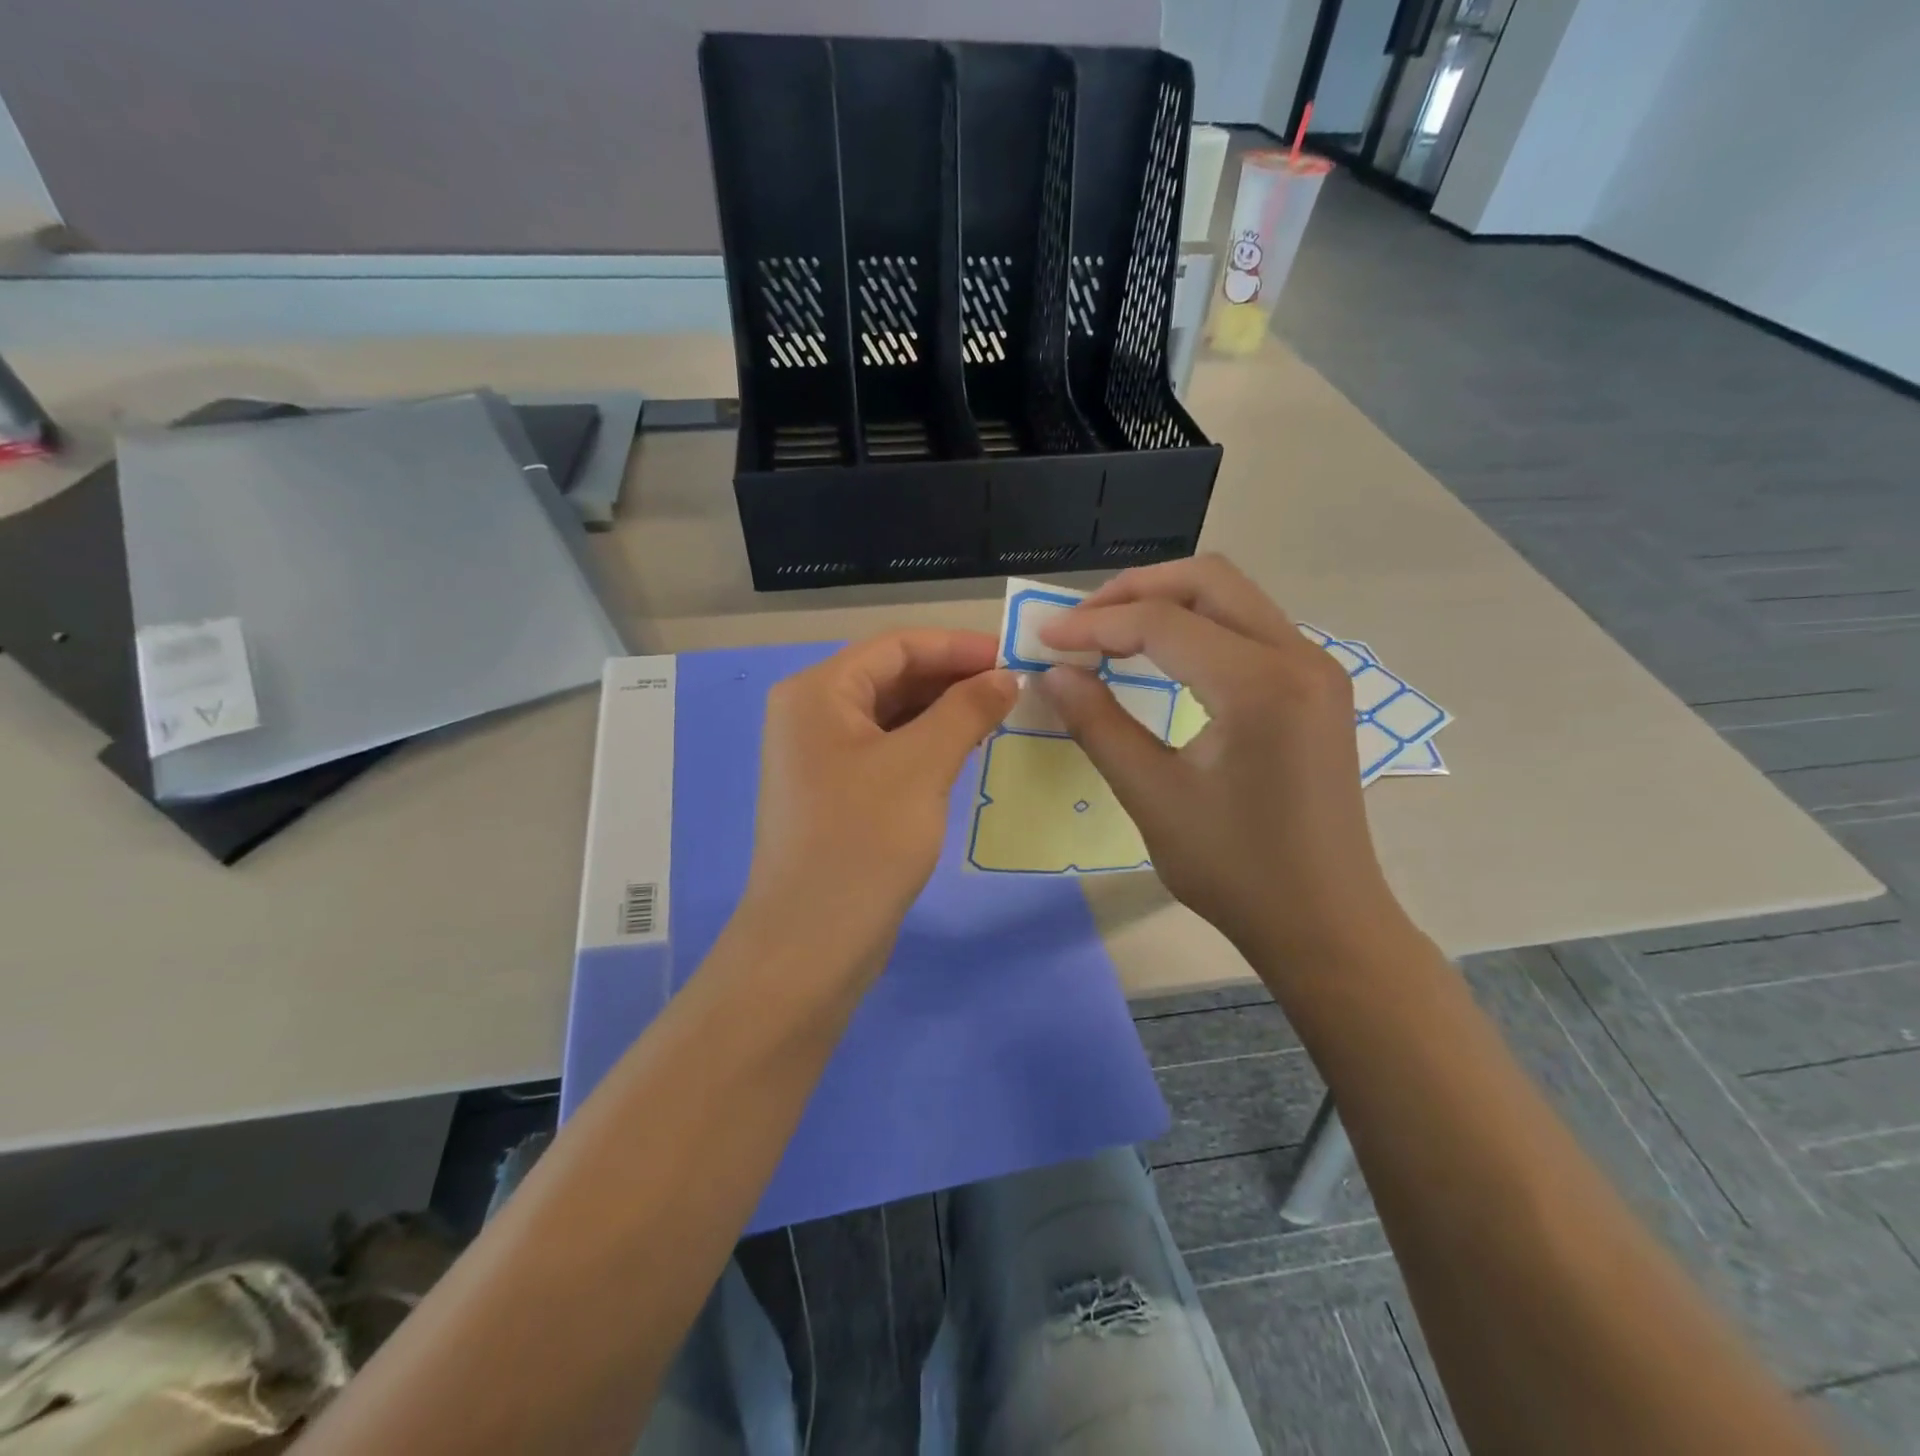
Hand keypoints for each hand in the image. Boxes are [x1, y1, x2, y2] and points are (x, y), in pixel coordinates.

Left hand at [743, 630, 1016, 980]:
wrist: (812, 943)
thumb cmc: (863, 842)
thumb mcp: (921, 766)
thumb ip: (966, 710)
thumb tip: (1007, 677)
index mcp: (816, 692)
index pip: (896, 647)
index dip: (957, 647)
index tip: (1012, 656)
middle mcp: (811, 714)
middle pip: (891, 677)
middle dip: (952, 678)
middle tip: (1014, 688)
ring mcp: (820, 756)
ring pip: (891, 715)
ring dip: (943, 711)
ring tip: (999, 715)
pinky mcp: (835, 791)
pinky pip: (887, 749)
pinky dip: (926, 744)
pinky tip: (966, 750)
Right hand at [1037, 555, 1411, 971]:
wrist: (1326, 922)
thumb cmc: (1236, 871)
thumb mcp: (1153, 797)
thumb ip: (1099, 725)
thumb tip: (1052, 673)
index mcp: (1260, 685)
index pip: (1163, 622)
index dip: (1094, 625)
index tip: (1044, 638)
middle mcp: (1300, 657)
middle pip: (1209, 580)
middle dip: (1135, 590)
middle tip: (1080, 623)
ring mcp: (1317, 669)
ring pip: (1234, 597)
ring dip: (1168, 603)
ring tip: (1110, 633)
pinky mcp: (1318, 688)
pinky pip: (1251, 628)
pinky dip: (1199, 627)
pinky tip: (1163, 657)